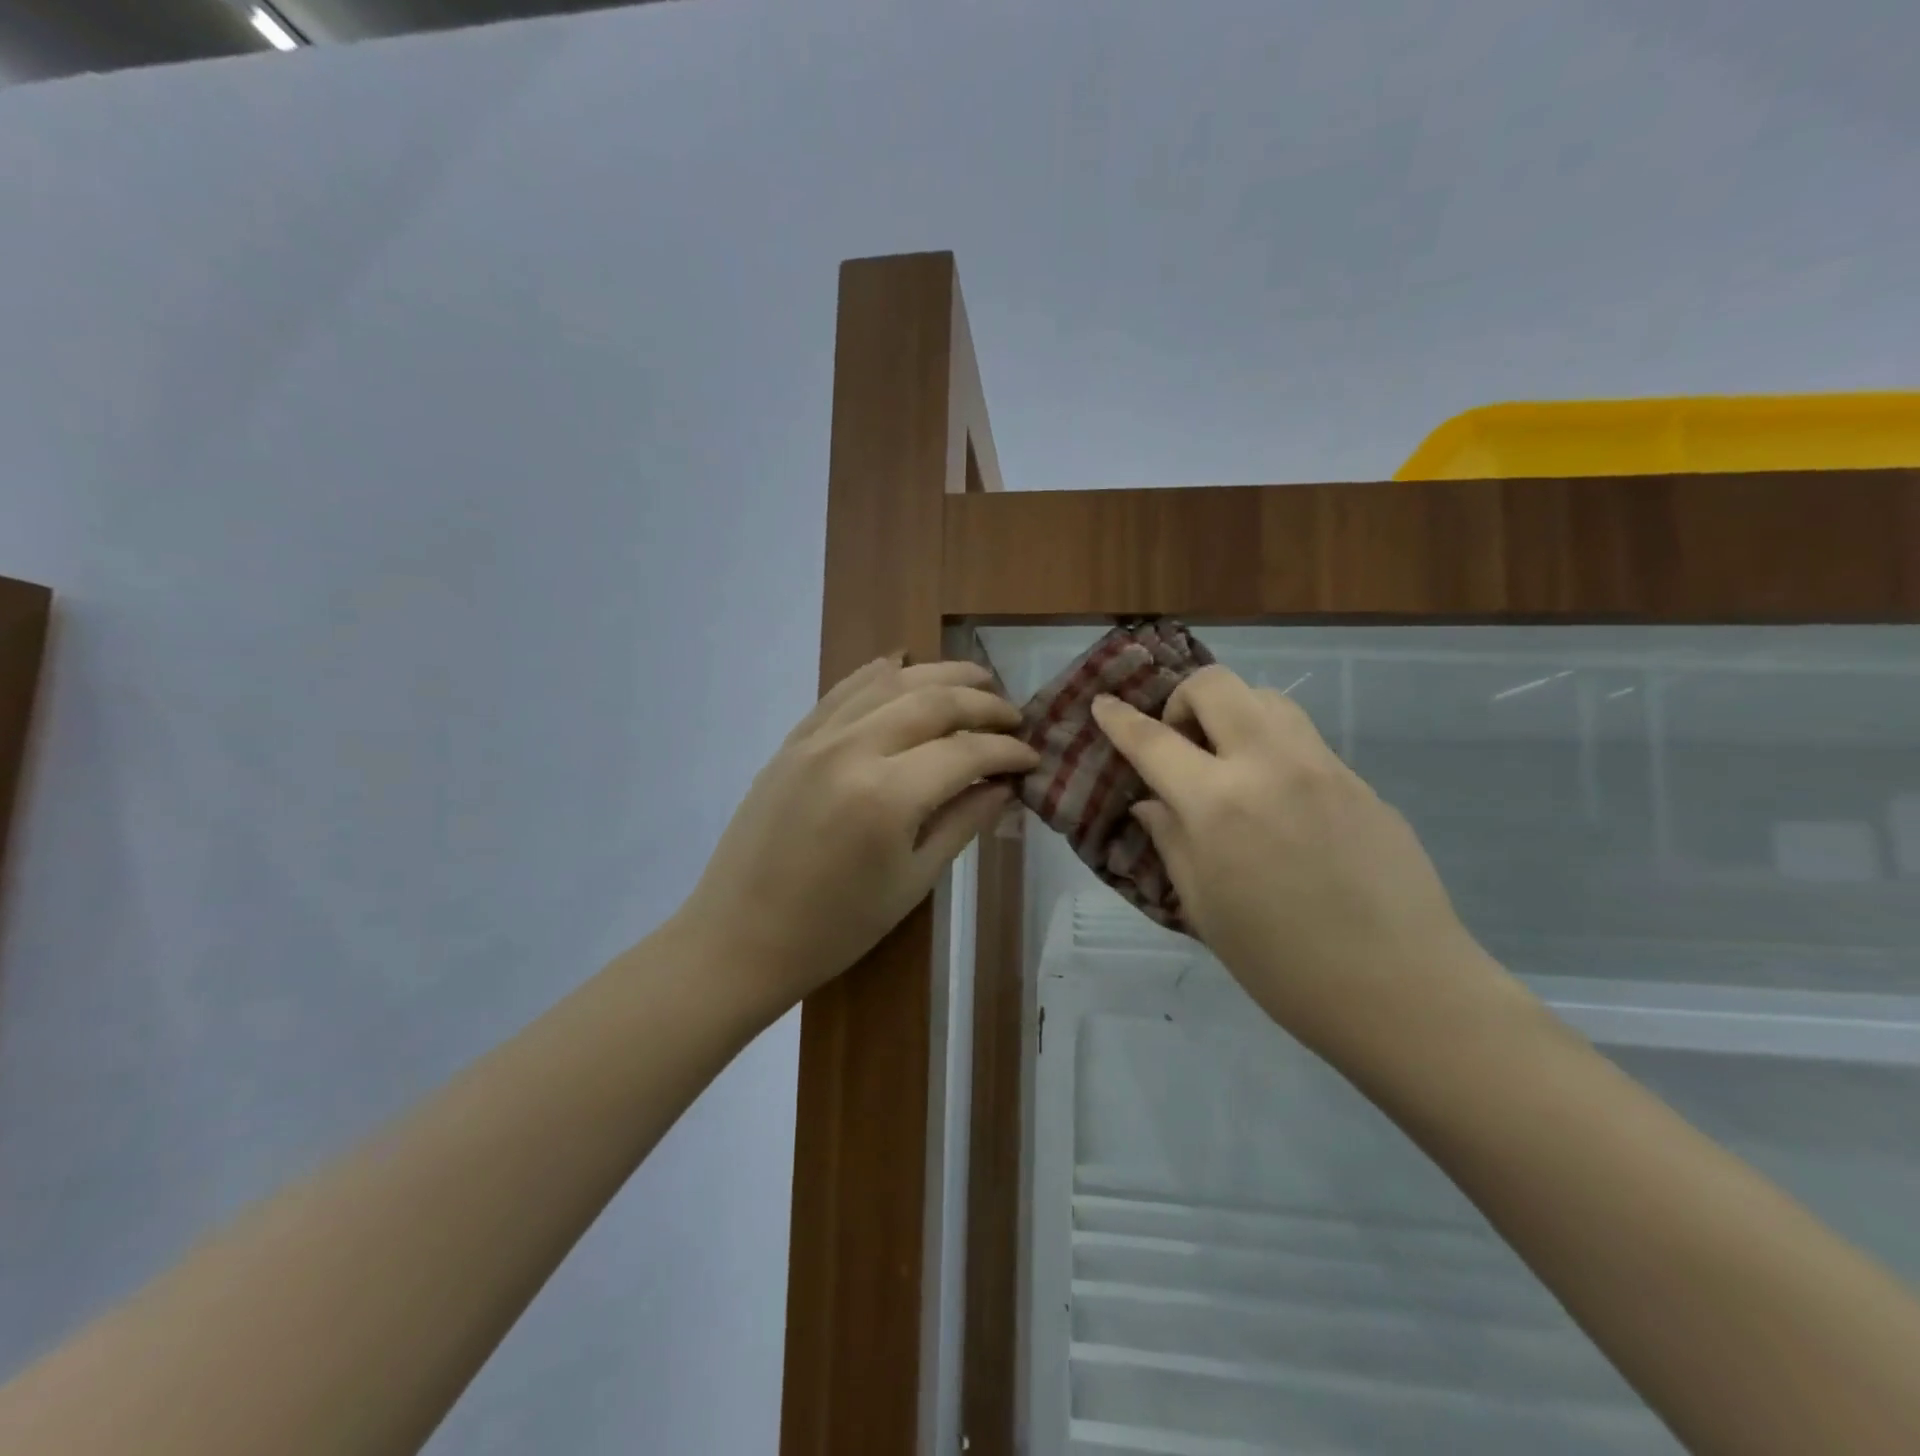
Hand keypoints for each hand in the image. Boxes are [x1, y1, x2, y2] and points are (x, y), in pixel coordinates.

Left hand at [679, 655, 1037, 1017]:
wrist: (739, 938)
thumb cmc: (835, 928)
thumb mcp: (912, 882)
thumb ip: (962, 822)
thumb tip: (1004, 786)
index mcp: (888, 795)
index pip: (965, 752)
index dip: (1006, 752)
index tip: (1032, 758)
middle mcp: (853, 749)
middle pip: (932, 701)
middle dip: (982, 702)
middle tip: (1014, 716)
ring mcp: (817, 738)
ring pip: (890, 682)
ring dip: (940, 674)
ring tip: (976, 678)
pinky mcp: (793, 740)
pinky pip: (844, 690)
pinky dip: (881, 674)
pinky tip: (905, 667)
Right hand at [1092, 666, 1511, 1059]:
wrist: (1402, 990)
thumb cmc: (1282, 965)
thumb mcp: (1204, 907)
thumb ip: (1172, 840)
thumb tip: (1151, 802)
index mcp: (1218, 804)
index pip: (1153, 741)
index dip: (1119, 719)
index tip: (1102, 703)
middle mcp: (1269, 766)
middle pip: (1216, 685)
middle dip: (1183, 699)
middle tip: (1180, 743)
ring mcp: (1322, 767)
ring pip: (1267, 698)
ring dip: (1233, 713)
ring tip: (1228, 760)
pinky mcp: (1360, 781)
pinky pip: (1304, 738)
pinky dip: (1273, 746)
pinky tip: (1277, 799)